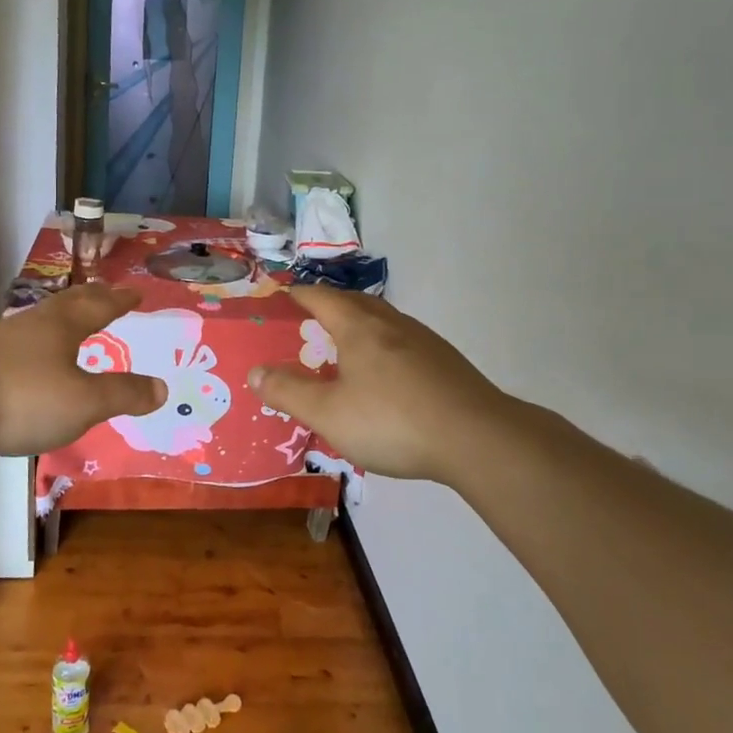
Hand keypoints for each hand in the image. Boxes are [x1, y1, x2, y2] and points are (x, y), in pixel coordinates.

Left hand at [0, 284, 166, 455]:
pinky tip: (32, 355)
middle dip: (94, 298)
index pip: (100, 306)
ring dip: (64, 315)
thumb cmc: (22, 399)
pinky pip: (22, 339)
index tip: (136, 292)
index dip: (121, 300)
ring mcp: (3, 339)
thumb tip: (162, 388)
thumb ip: (123, 394)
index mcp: (63, 326)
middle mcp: (34, 323)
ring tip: (73, 320)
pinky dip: (39, 339)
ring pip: (42, 318)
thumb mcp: (83, 402)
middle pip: (70, 302)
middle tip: (110, 294)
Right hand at [248, 286, 503, 485]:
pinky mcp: (446, 363)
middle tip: (312, 318)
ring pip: (384, 320)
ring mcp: (424, 342)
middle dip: (331, 305)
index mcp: (359, 328)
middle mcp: (392, 324)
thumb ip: (288, 392)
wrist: (478, 438)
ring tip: (346, 345)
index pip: (322, 297)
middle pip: (356, 302)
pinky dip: (385, 346)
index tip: (285, 294)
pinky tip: (387, 375)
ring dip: (361, 324)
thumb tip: (254, 372)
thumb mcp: (328, 414)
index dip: (300, 294)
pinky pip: (404, 342)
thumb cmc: (393, 421)